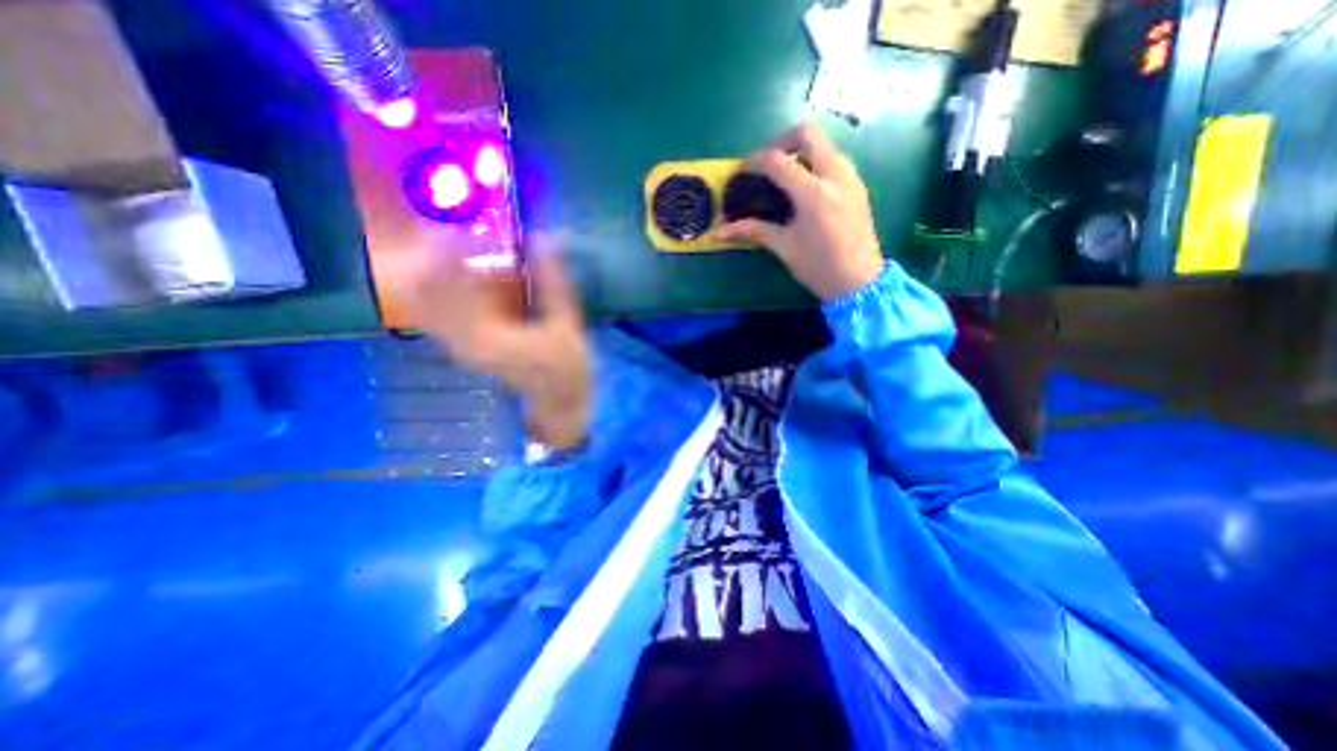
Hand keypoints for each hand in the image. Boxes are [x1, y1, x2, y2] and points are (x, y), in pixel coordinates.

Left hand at [390, 234, 591, 444]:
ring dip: (430, 267)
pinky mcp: (459, 346)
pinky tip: (446, 269)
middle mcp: (462, 341)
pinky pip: (433, 311)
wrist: (557, 399)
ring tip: (446, 239)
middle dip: (434, 253)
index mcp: (490, 336)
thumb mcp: (567, 322)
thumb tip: (541, 238)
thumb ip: (552, 282)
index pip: (455, 285)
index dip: (450, 249)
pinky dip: (434, 286)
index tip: (458, 220)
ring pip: (425, 299)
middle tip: (447, 222)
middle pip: (428, 288)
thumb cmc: (567, 365)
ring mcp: (457, 345)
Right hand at [717, 121, 883, 299]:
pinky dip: (816, 163)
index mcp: (813, 193)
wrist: (859, 281)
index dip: (755, 161)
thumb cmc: (819, 267)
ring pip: (824, 143)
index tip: (743, 171)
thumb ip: (753, 231)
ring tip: (786, 178)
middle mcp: (834, 175)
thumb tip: (720, 232)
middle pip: (808, 133)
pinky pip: (835, 159)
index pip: (778, 160)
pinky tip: (806, 189)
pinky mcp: (858, 185)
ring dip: (801, 151)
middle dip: (782, 142)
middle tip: (769, 166)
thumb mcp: (784, 248)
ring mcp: (850, 177)